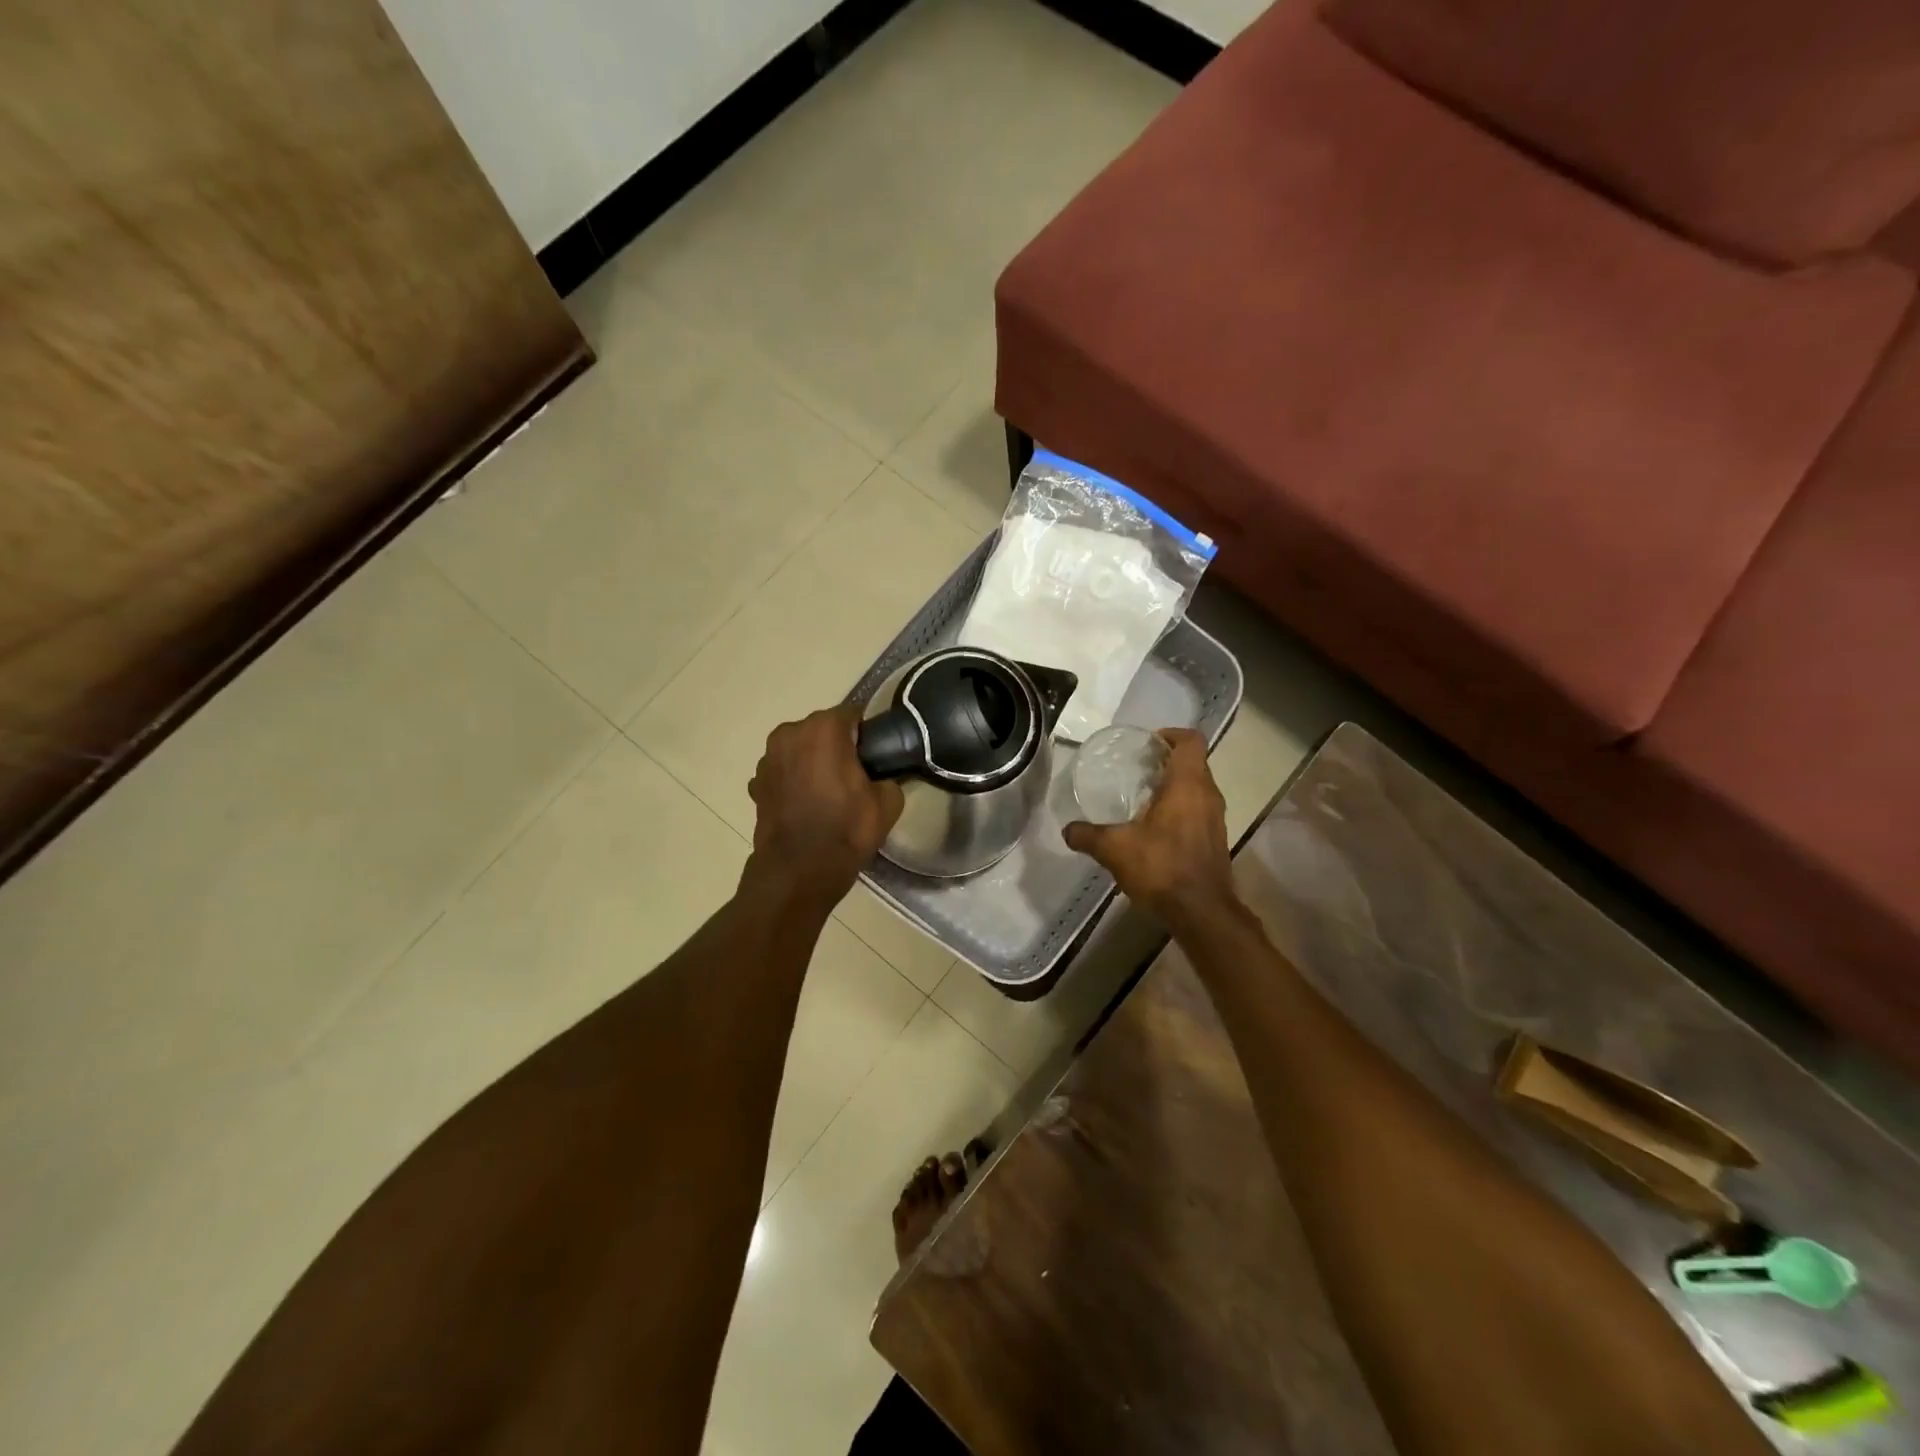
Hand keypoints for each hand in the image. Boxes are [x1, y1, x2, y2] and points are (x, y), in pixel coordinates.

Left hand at [746, 704, 904, 906]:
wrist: (798, 872)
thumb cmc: (845, 831)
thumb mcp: (888, 803)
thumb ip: (889, 778)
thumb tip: (880, 778)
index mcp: (824, 729)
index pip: (853, 715)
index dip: (867, 736)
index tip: (874, 758)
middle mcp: (790, 733)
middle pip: (823, 730)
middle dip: (837, 746)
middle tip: (853, 777)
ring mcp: (767, 758)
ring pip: (800, 749)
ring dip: (812, 762)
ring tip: (827, 794)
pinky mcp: (756, 783)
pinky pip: (783, 772)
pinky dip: (793, 782)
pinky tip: (805, 806)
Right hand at [1063, 728, 1240, 929]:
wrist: (1201, 912)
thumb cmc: (1162, 867)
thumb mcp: (1114, 849)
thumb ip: (1088, 835)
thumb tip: (1068, 829)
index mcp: (1188, 785)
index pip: (1191, 741)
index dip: (1171, 734)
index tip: (1147, 743)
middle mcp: (1208, 795)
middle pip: (1193, 763)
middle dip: (1166, 761)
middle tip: (1136, 767)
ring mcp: (1216, 819)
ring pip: (1197, 788)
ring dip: (1174, 786)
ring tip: (1141, 796)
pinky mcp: (1215, 840)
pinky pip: (1198, 811)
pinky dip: (1179, 809)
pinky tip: (1153, 827)